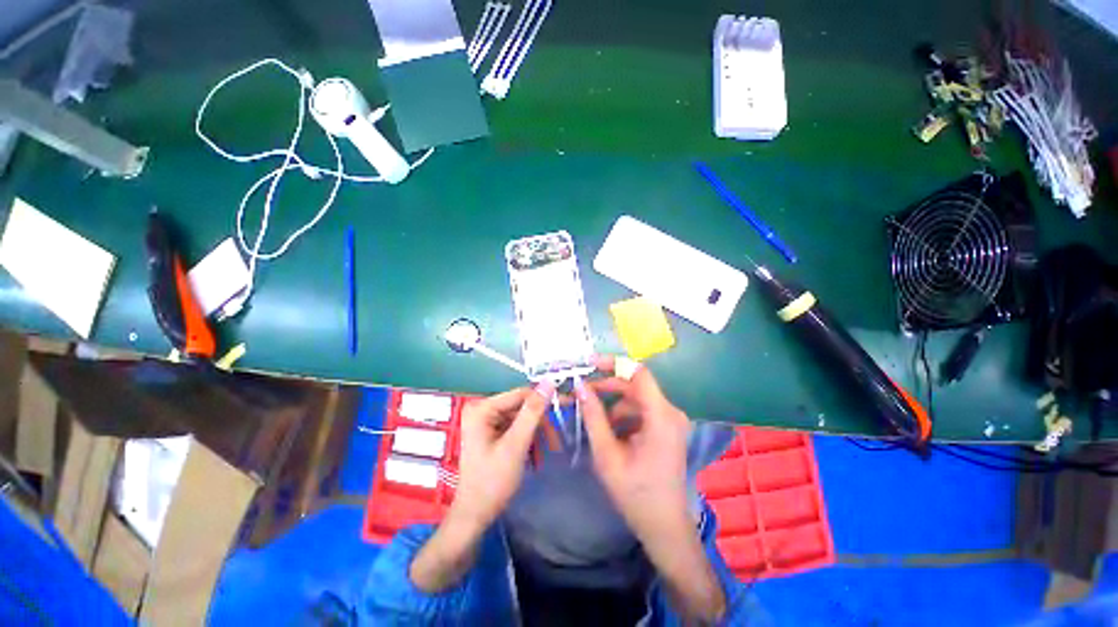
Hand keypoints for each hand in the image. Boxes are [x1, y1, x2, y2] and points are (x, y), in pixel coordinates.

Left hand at [451, 384, 553, 530]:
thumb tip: (549, 381)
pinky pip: (516, 428)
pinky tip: (535, 457)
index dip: (544, 400)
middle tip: (556, 442)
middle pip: (522, 407)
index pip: (521, 394)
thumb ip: (533, 412)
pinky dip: (528, 440)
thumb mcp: (516, 444)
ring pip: (522, 418)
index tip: (567, 407)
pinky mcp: (491, 433)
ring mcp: (486, 422)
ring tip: (546, 453)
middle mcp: (483, 410)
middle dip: (540, 424)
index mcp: (483, 408)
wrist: (475, 515)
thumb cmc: (492, 481)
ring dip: (536, 434)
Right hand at [578, 355, 690, 540]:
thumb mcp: (607, 454)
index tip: (589, 364)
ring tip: (593, 419)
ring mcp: (671, 420)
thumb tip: (580, 386)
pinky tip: (611, 432)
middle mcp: (670, 412)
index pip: (638, 373)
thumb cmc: (635, 493)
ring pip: (637, 399)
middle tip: (581, 393)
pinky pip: (642, 410)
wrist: (664, 526)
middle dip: (607, 387)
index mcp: (661, 416)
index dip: (613, 363)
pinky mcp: (668, 428)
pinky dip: (624, 415)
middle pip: (635, 386)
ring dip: (613, 404)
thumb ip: (593, 416)